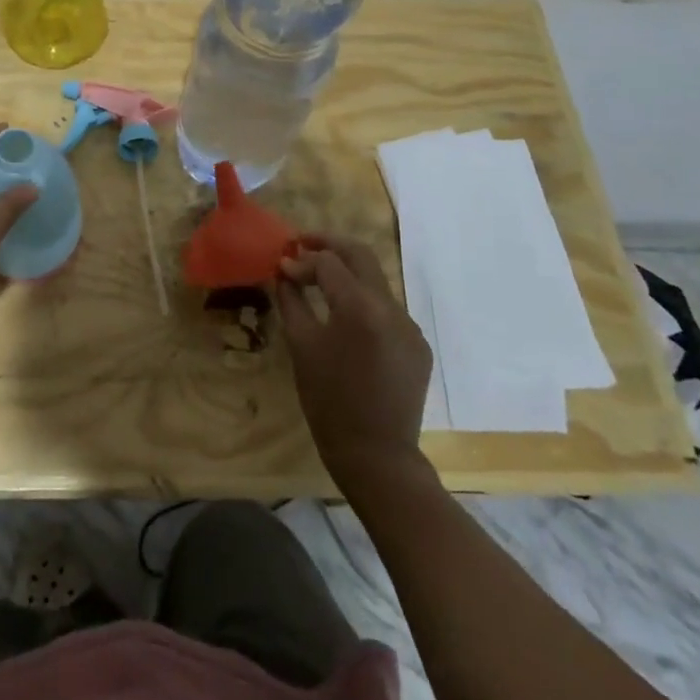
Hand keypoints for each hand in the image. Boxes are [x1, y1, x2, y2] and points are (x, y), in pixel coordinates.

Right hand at [273, 237, 431, 482]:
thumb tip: (285, 271)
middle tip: (301, 244)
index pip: (328, 262)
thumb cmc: (328, 401)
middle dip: (329, 244)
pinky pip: (387, 309)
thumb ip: (292, 300)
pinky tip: (344, 317)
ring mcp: (410, 326)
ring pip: (375, 281)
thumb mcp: (301, 346)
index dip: (301, 259)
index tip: (281, 265)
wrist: (376, 455)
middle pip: (360, 255)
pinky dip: (363, 301)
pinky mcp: (418, 344)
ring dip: (347, 272)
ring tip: (318, 277)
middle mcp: (392, 308)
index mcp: (361, 308)